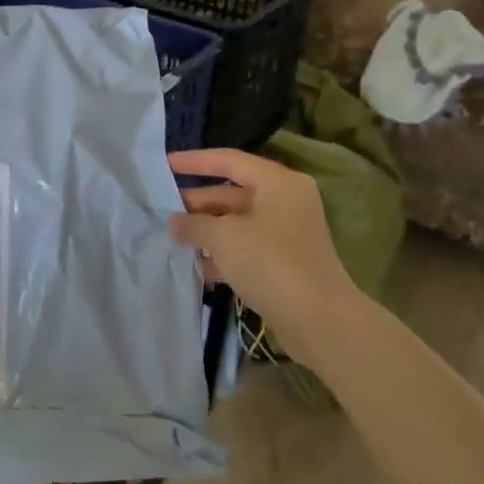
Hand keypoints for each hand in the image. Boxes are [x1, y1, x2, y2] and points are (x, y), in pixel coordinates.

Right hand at [168, 149, 354, 334]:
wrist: (321, 322)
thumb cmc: (271, 263)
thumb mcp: (223, 238)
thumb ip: (194, 224)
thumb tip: (174, 221)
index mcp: (278, 183)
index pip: (229, 161)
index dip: (195, 161)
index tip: (165, 164)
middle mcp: (285, 201)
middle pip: (232, 193)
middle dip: (197, 203)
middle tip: (163, 210)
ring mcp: (287, 234)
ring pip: (237, 223)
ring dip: (207, 230)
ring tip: (174, 238)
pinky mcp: (285, 263)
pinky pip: (246, 247)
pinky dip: (223, 253)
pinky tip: (197, 265)